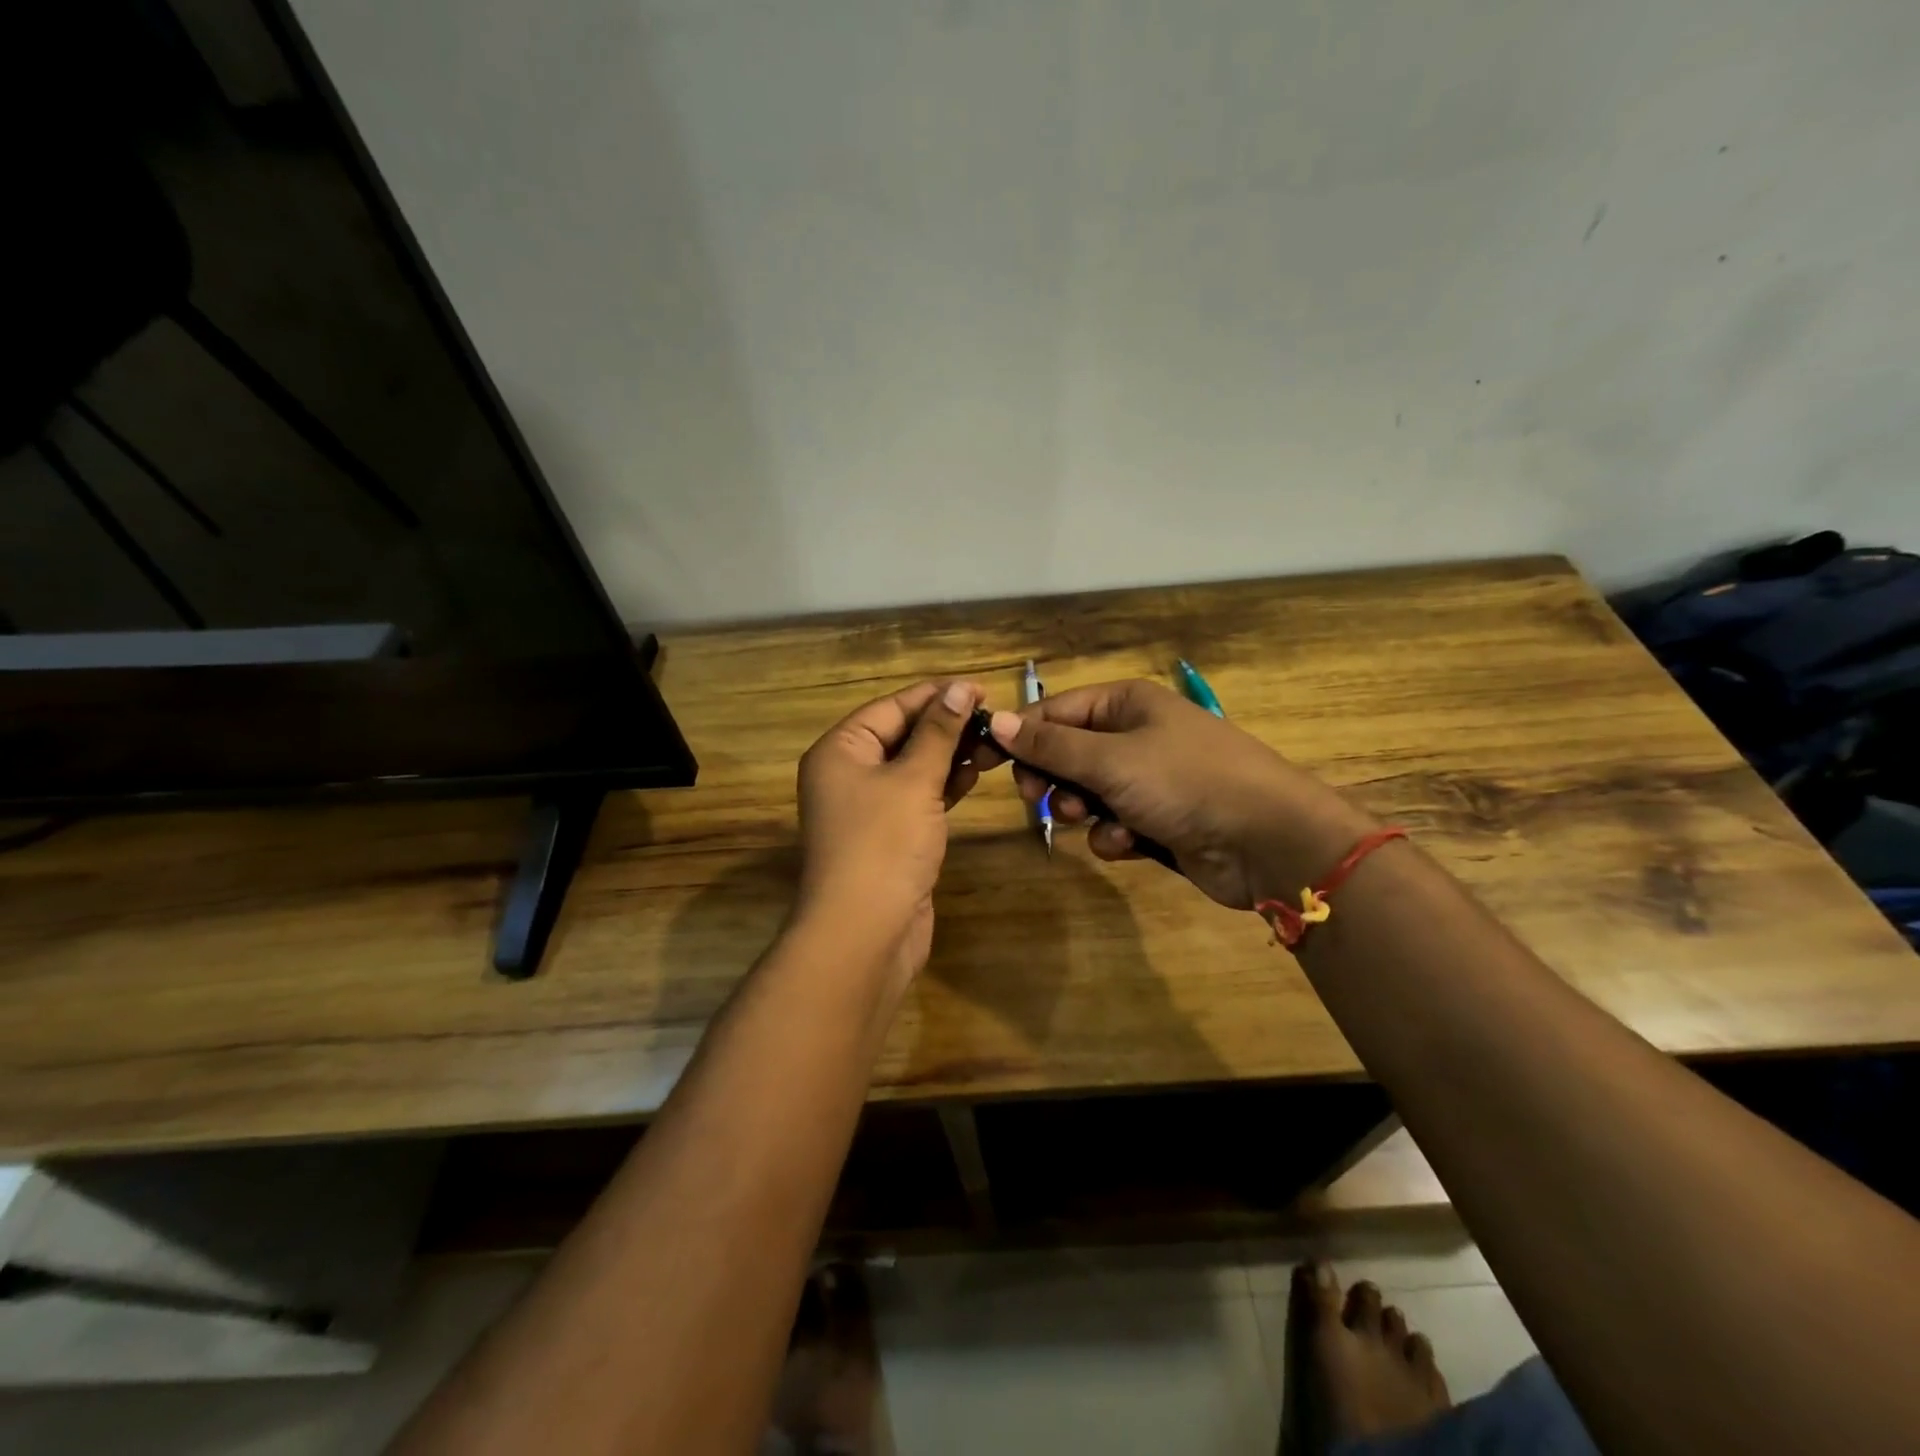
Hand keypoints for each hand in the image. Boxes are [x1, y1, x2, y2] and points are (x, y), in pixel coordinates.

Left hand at [793, 679, 983, 983]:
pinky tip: (973, 776)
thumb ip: (938, 733)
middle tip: (994, 720)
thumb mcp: (914, 780)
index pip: (892, 707)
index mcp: (840, 750)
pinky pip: (917, 797)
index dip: (936, 696)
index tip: (981, 689)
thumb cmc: (883, 845)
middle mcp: (848, 773)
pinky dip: (943, 785)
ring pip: (913, 767)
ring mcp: (868, 807)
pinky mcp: (888, 835)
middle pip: (902, 735)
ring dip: (949, 755)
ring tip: (993, 746)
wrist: (864, 933)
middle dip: (947, 727)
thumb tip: (959, 689)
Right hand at [978, 679, 1376, 910]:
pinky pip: (1114, 822)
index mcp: (1126, 704)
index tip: (984, 763)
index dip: (1020, 735)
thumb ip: (1050, 745)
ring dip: (1081, 810)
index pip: (1055, 710)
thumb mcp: (1110, 759)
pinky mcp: (1160, 819)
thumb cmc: (1184, 782)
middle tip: (1038, 799)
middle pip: (1068, 753)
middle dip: (1053, 779)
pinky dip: (1114, 835)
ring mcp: (1150, 778)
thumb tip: (997, 721)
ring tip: (1092, 820)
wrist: (1267, 840)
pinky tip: (1129, 843)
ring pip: (1087, 792)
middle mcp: (1135, 734)